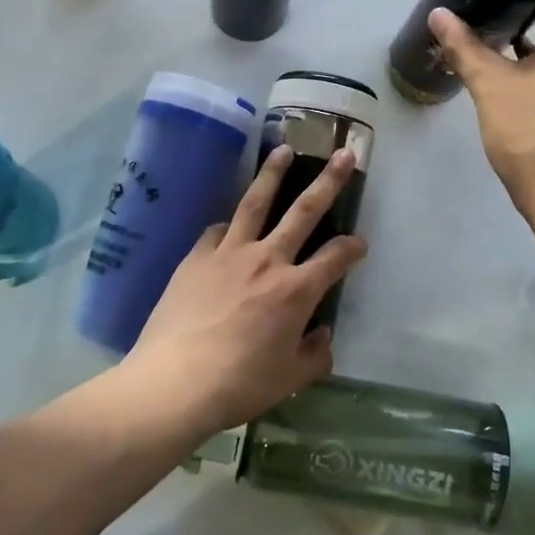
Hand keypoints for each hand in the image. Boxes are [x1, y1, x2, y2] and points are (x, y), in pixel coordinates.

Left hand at [121, 144, 366, 438]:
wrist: (175, 381)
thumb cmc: (239, 384)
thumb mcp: (289, 380)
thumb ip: (315, 355)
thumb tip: (323, 335)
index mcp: (296, 290)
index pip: (336, 257)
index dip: (352, 247)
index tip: (359, 244)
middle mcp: (268, 260)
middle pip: (304, 211)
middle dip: (329, 181)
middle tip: (344, 154)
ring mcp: (229, 253)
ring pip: (256, 203)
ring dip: (273, 174)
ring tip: (284, 150)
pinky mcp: (197, 256)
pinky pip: (217, 231)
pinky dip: (228, 225)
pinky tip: (229, 224)